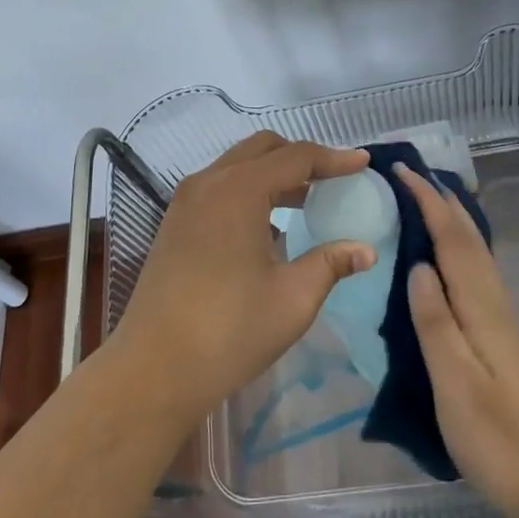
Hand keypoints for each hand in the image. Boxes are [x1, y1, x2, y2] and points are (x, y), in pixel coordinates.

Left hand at [107, 132, 377, 426]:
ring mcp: (186, 201)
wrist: (153, 368)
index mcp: (239, 190)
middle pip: (263, 149)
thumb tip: (365, 250)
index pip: (296, 157)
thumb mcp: (292, 298)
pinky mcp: (175, 222)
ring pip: (238, 165)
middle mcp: (209, 182)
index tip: (363, 162)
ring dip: (274, 173)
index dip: (333, 158)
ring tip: (308, 200)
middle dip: (302, 157)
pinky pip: (220, 187)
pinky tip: (269, 225)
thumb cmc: (229, 331)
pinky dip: (250, 190)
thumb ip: (330, 264)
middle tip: (335, 179)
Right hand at [395, 163, 518, 517]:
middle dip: (439, 198)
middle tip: (407, 173)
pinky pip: (471, 268)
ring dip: (448, 216)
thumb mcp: (455, 382)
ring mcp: (497, 315)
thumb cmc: (496, 436)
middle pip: (467, 235)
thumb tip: (417, 264)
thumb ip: (435, 322)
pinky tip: (442, 254)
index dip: (427, 200)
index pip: (451, 237)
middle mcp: (491, 299)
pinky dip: (454, 244)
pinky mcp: (496, 332)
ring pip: (472, 249)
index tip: (400, 170)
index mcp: (479, 305)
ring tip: (420, 198)